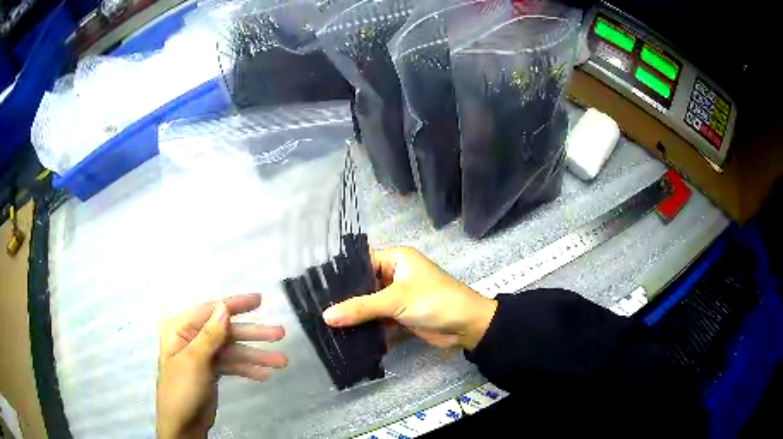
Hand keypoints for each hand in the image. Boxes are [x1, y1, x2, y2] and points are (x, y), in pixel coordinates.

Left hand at [157, 294, 287, 438]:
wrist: (182, 424)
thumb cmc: (181, 389)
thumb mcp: (194, 361)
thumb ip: (209, 335)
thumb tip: (223, 307)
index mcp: (181, 329)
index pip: (210, 311)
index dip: (235, 305)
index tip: (259, 300)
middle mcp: (192, 339)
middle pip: (226, 332)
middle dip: (253, 334)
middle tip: (280, 333)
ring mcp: (203, 356)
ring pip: (233, 350)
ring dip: (256, 356)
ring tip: (281, 361)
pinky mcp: (211, 371)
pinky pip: (232, 365)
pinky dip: (247, 369)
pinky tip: (265, 375)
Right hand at [322, 247, 496, 349]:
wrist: (467, 326)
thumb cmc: (434, 301)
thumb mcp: (396, 300)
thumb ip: (361, 307)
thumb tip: (326, 316)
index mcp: (396, 259)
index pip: (360, 262)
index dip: (340, 275)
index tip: (315, 288)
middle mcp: (394, 274)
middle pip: (363, 285)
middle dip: (344, 297)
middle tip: (315, 308)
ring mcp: (397, 297)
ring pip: (369, 303)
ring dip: (353, 313)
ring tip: (323, 322)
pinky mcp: (400, 316)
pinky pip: (377, 318)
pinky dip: (365, 325)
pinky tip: (343, 333)